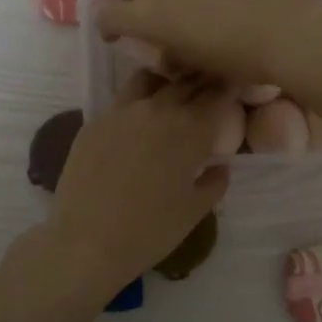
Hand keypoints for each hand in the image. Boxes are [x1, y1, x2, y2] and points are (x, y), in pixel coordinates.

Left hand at [42, 73, 231, 298]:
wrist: (86, 242)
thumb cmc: (149, 231)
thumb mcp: (193, 211)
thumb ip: (213, 182)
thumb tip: (219, 165)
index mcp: (190, 130)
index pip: (218, 94)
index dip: (230, 89)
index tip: (235, 90)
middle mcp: (158, 110)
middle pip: (186, 81)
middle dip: (201, 82)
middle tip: (208, 92)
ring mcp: (122, 111)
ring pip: (150, 79)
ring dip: (166, 82)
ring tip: (170, 97)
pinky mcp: (95, 121)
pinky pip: (122, 100)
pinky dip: (138, 102)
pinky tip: (137, 121)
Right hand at [95, 0, 321, 87]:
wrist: (289, 27)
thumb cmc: (240, 59)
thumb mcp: (196, 66)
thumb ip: (171, 54)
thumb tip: (169, 51)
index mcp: (145, 14)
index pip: (107, 15)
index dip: (110, 27)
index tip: (120, 36)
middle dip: (140, 3)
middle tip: (162, 19)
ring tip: (194, 0)